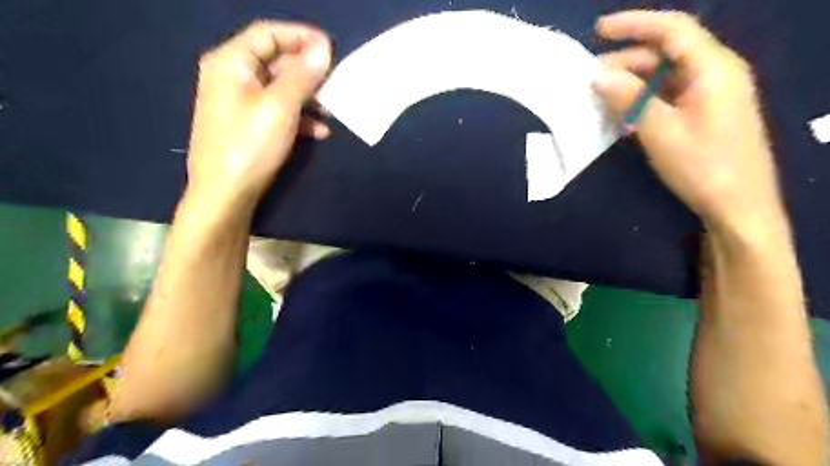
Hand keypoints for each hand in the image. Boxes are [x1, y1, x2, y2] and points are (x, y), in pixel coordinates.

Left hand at [186, 21, 331, 205]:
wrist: (226, 193)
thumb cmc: (250, 145)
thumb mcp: (280, 107)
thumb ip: (303, 76)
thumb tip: (323, 49)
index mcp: (231, 63)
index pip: (268, 34)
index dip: (301, 36)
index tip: (331, 48)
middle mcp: (232, 76)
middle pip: (275, 61)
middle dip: (308, 71)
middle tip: (336, 82)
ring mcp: (239, 102)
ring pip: (280, 88)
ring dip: (308, 96)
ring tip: (332, 110)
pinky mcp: (248, 125)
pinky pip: (277, 110)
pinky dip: (299, 117)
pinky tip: (319, 131)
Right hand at [594, 9, 781, 234]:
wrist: (738, 206)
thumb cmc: (703, 166)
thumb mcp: (661, 131)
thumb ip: (630, 99)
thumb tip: (598, 76)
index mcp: (713, 68)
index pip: (673, 30)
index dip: (635, 24)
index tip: (598, 29)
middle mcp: (714, 73)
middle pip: (666, 54)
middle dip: (626, 60)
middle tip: (589, 77)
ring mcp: (709, 95)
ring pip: (664, 77)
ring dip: (631, 83)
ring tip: (598, 96)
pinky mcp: (702, 114)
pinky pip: (667, 97)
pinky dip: (642, 100)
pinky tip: (620, 113)